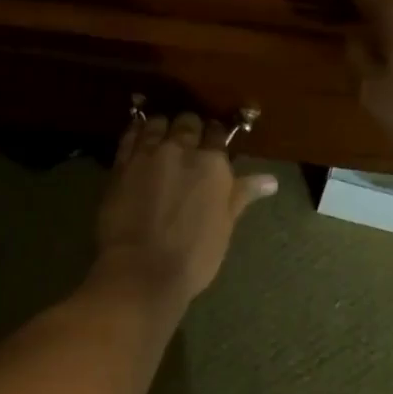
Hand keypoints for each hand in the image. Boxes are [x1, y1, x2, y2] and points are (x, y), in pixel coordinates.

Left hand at [94, 111, 277, 312]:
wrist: (141, 272)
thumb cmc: (193, 255)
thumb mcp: (225, 225)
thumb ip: (242, 194)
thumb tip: (271, 180)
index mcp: (212, 163)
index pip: (217, 133)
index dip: (215, 136)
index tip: (213, 145)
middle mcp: (181, 149)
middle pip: (187, 121)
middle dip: (190, 128)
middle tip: (188, 143)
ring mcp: (148, 154)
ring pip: (157, 122)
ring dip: (163, 127)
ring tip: (163, 138)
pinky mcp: (121, 164)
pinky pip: (130, 135)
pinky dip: (137, 131)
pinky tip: (139, 137)